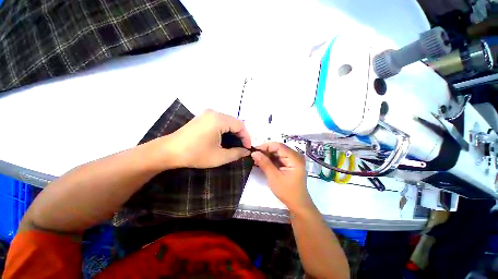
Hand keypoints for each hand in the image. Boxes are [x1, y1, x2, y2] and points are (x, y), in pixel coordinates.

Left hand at [164, 109, 251, 168]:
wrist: (169, 151)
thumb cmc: (195, 154)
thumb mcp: (219, 157)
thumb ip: (236, 153)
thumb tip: (246, 151)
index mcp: (219, 119)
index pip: (240, 125)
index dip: (246, 137)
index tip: (247, 148)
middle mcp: (214, 113)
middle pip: (235, 122)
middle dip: (241, 135)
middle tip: (242, 147)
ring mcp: (207, 114)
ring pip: (228, 122)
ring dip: (233, 132)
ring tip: (235, 144)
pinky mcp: (203, 118)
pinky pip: (220, 122)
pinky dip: (226, 130)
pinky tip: (225, 139)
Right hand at [251, 142, 313, 212]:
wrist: (297, 203)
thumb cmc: (287, 191)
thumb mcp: (274, 177)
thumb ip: (264, 163)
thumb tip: (254, 153)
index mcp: (295, 158)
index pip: (278, 146)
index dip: (265, 146)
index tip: (254, 150)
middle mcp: (296, 156)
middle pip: (278, 148)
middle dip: (265, 151)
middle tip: (254, 155)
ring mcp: (294, 159)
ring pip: (278, 152)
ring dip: (267, 155)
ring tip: (257, 159)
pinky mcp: (291, 163)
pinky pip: (279, 157)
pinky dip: (271, 159)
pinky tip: (263, 162)